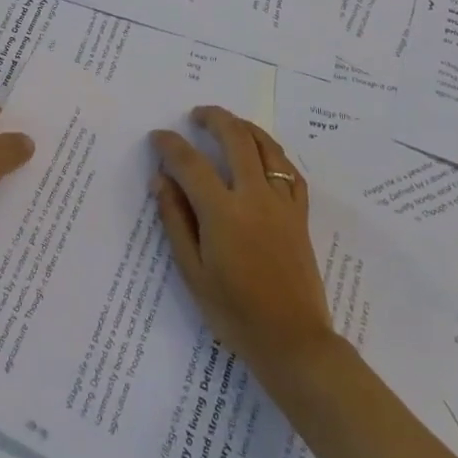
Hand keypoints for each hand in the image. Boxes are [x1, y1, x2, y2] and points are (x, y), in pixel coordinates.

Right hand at [152, 106, 336, 380]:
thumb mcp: (192, 272)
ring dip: (245, 127)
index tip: (158, 137)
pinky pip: (290, 171)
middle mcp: (255, 197)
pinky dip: (274, 154)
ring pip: (267, 147)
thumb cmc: (234, 313)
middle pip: (236, 138)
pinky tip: (264, 154)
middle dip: (213, 118)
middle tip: (196, 116)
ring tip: (228, 123)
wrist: (293, 342)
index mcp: (223, 213)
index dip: (171, 145)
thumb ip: (176, 220)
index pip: (191, 163)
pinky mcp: (300, 215)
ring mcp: (282, 203)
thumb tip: (161, 180)